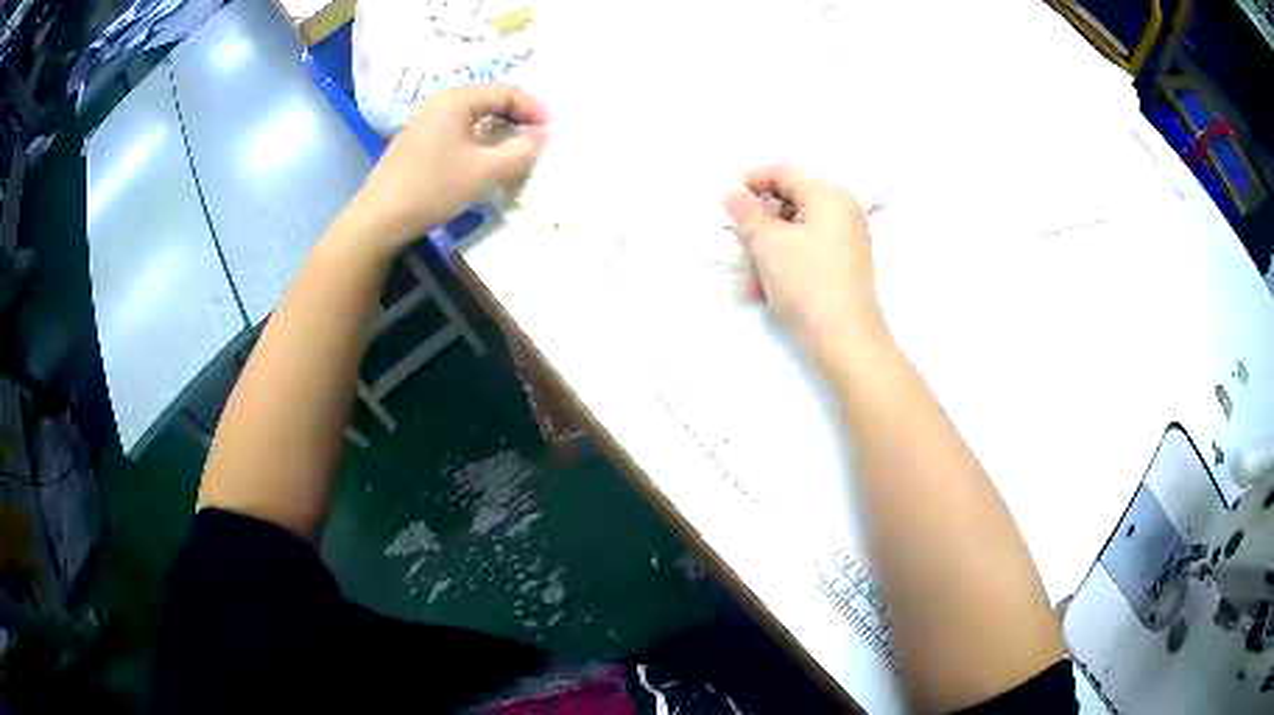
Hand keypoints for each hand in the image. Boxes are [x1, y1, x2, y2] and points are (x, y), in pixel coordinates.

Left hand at [342, 84, 550, 254]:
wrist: (379, 220)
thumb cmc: (433, 188)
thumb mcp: (485, 171)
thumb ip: (521, 151)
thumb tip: (545, 135)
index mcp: (457, 99)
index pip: (507, 92)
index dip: (535, 109)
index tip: (553, 133)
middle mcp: (441, 102)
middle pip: (491, 102)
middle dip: (518, 120)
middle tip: (537, 143)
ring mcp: (427, 122)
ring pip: (475, 119)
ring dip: (500, 134)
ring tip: (516, 155)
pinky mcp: (419, 142)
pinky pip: (460, 133)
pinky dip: (480, 143)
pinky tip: (485, 164)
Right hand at [723, 163, 885, 369]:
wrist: (845, 339)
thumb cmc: (808, 283)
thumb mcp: (768, 243)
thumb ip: (747, 212)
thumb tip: (733, 194)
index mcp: (829, 196)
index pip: (784, 172)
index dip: (752, 181)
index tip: (728, 201)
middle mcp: (844, 211)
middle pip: (793, 197)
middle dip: (761, 214)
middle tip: (739, 234)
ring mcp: (849, 239)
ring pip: (799, 225)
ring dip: (771, 239)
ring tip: (752, 265)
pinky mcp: (847, 264)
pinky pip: (810, 247)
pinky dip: (787, 255)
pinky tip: (769, 281)